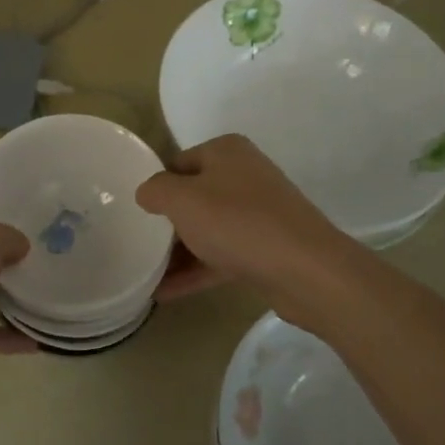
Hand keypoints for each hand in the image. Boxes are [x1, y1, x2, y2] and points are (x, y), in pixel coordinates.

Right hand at [136, 134, 348, 301]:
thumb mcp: (182, 199)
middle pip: (194, 196)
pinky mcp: (267, 247)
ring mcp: (259, 212)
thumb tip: (147, 193)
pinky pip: (223, 255)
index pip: (178, 163)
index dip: (157, 187)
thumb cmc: (237, 222)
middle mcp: (245, 175)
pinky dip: (197, 271)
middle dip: (168, 222)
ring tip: (146, 274)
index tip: (138, 213)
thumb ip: (156, 190)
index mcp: (226, 151)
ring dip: (179, 251)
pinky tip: (166, 293)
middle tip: (140, 244)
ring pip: (209, 228)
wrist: (306, 269)